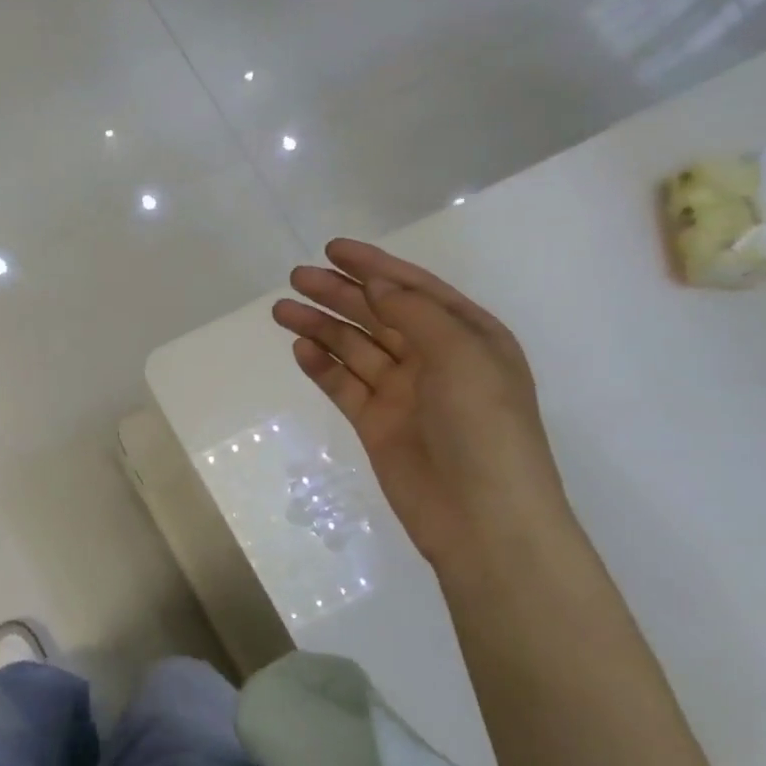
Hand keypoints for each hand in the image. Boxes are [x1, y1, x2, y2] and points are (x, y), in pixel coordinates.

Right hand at [272, 239, 570, 570]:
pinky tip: (300, 349)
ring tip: (282, 311)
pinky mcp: (376, 423)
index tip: (332, 249)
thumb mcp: (462, 356)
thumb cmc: (484, 427)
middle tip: (296, 278)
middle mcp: (434, 359)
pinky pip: (344, 385)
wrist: (481, 516)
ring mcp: (403, 393)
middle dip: (339, 294)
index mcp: (467, 336)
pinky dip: (322, 367)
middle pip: (378, 315)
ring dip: (322, 327)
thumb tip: (377, 285)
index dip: (374, 267)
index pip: (414, 289)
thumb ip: (416, 314)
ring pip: (355, 348)